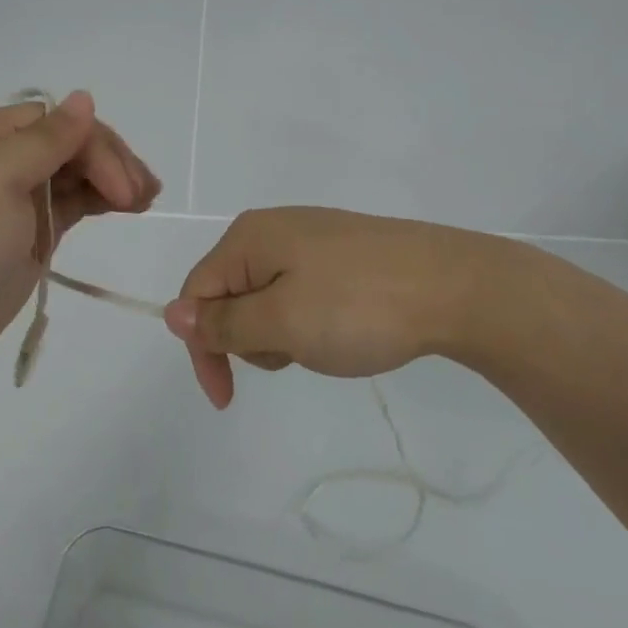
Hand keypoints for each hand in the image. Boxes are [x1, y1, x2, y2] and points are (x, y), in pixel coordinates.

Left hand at [0, 91, 159, 383]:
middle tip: (144, 194)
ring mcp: (18, 193)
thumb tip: (85, 97)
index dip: (95, 145)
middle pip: (70, 144)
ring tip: (148, 198)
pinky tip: (129, 205)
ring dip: (113, 179)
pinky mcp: (33, 227)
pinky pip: (74, 201)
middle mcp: (0, 154)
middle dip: (110, 163)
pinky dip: (101, 199)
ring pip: (77, 171)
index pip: (55, 122)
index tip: (123, 185)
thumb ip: (47, 138)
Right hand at [161, 207, 536, 407]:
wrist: (455, 287)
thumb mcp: (282, 321)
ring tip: (327, 342)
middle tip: (297, 351)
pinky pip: (301, 293)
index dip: (203, 347)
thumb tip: (172, 314)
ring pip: (267, 300)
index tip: (227, 398)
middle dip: (251, 339)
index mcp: (249, 237)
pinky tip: (344, 329)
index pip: (197, 293)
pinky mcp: (341, 254)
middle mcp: (272, 229)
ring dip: (283, 334)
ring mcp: (310, 239)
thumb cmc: (359, 305)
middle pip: (230, 295)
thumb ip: (223, 321)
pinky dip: (309, 322)